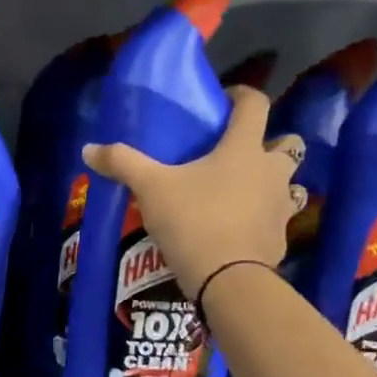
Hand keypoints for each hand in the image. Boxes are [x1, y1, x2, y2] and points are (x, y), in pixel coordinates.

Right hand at [82, 86, 305, 299]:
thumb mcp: (151, 189)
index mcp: (244, 149)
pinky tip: (238, 232)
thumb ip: (123, 164)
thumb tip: (88, 148)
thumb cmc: (193, 221)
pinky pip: (275, 221)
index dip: (241, 96)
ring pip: (288, 183)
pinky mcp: (279, 238)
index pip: (255, 105)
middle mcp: (271, 171)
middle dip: (269, 144)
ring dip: (271, 183)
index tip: (225, 100)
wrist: (228, 279)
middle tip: (239, 154)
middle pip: (287, 144)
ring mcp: (281, 206)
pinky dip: (262, 221)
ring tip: (242, 194)